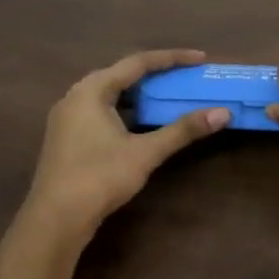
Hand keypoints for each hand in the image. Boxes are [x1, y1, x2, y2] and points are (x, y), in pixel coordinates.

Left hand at [18, 49, 229, 243]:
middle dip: (156, 75)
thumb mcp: (145, 152)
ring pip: (111, 95)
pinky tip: (143, 122)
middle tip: (186, 76)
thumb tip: (223, 113)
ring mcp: (68, 118)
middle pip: (122, 75)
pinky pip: (103, 111)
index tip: (200, 59)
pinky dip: (127, 111)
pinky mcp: (68, 137)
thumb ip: (183, 130)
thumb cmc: (99, 177)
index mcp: (92, 90)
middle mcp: (76, 96)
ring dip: (141, 94)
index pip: (137, 63)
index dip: (172, 59)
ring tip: (169, 95)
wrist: (55, 219)